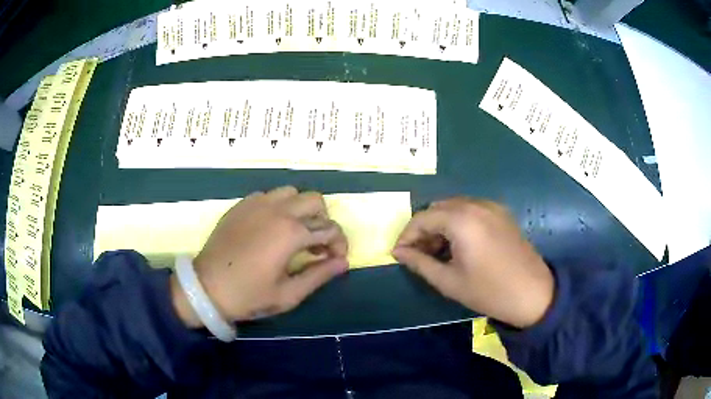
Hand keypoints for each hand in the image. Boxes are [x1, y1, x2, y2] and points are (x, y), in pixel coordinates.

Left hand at [171, 186, 348, 326]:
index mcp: (291, 233)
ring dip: (301, 210)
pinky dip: (278, 207)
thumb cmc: (248, 295)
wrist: (206, 287)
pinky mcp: (241, 205)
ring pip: (292, 192)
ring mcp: (257, 204)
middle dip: (323, 221)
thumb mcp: (288, 294)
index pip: (330, 229)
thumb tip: (343, 262)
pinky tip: (270, 228)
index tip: (335, 260)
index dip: (339, 244)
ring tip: (295, 233)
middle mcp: (277, 210)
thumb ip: (319, 275)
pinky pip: (268, 195)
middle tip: (316, 244)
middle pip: (315, 201)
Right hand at [392, 198, 553, 328]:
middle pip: (437, 208)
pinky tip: (458, 244)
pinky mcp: (502, 213)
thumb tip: (399, 253)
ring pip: (454, 207)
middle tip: (417, 254)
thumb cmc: (489, 292)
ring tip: (436, 251)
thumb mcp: (449, 282)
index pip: (422, 218)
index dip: (406, 235)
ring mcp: (492, 207)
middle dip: (423, 228)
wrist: (534, 294)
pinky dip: (457, 222)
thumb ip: (420, 263)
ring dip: (440, 224)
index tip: (399, 254)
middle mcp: (476, 205)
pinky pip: (471, 210)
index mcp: (462, 220)